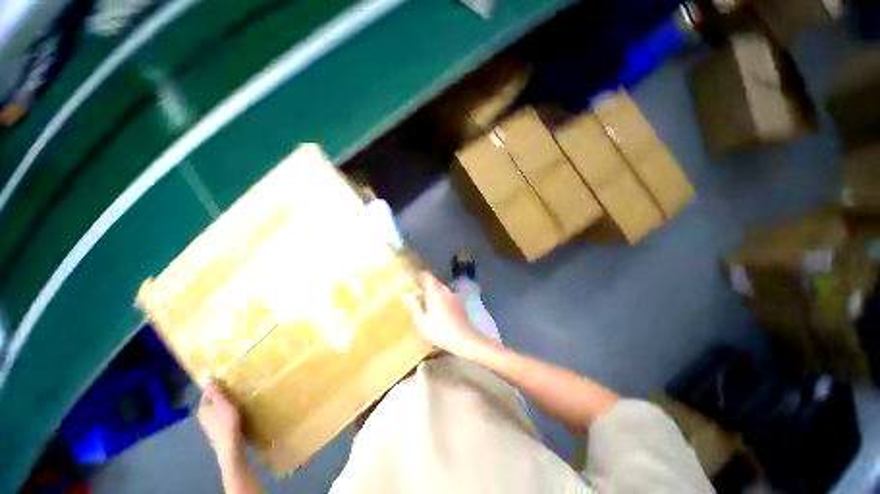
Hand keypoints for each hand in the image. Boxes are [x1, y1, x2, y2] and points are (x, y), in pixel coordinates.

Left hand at [198, 382, 243, 460]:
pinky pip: (221, 418)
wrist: (230, 446)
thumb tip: (208, 379)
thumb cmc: (226, 422)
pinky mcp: (217, 432)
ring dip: (224, 406)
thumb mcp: (223, 404)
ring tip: (237, 401)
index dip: (216, 387)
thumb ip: (216, 392)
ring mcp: (209, 426)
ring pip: (216, 411)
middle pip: (212, 403)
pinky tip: (236, 415)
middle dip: (221, 397)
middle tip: (234, 391)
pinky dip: (227, 414)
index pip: (207, 394)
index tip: (228, 383)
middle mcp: (203, 417)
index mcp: (202, 408)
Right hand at [406, 272, 493, 359]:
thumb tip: (407, 295)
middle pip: (435, 282)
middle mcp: (445, 290)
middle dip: (426, 285)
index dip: (420, 275)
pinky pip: (448, 296)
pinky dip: (441, 298)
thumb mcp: (422, 321)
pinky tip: (439, 309)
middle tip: (417, 292)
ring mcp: (454, 296)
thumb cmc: (440, 330)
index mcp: (435, 292)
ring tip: (427, 301)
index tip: (413, 278)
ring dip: (434, 292)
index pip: (427, 276)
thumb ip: (414, 305)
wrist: (464, 339)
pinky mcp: (460, 303)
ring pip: (442, 289)